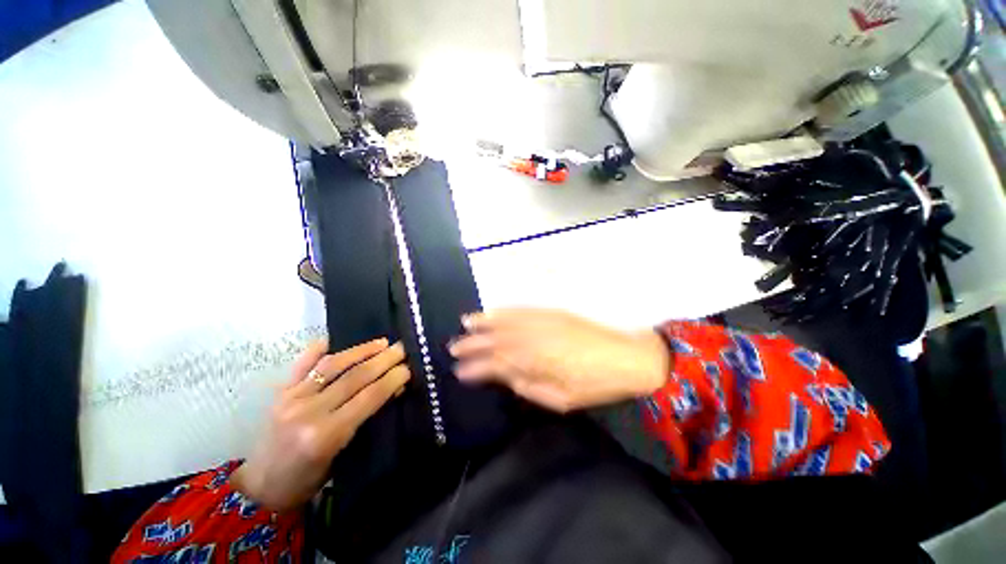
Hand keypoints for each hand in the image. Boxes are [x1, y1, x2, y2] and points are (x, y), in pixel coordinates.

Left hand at [231, 338, 409, 511]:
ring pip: (333, 365)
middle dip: (383, 360)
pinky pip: (303, 364)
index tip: (408, 367)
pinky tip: (334, 340)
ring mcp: (291, 398)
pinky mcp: (280, 392)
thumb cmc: (308, 480)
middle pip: (354, 377)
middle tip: (402, 348)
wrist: (260, 488)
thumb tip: (394, 390)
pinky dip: (319, 349)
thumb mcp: (344, 455)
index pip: (369, 397)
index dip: (392, 379)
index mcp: (326, 435)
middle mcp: (308, 412)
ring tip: (382, 342)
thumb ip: (367, 420)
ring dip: (361, 350)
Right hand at [449, 309, 668, 412]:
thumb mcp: (561, 399)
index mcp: (535, 363)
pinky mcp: (551, 311)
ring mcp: (541, 321)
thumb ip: (529, 387)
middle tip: (453, 347)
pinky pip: (521, 309)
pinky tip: (494, 311)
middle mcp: (533, 338)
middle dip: (473, 344)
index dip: (476, 368)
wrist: (626, 356)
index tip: (459, 371)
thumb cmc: (595, 384)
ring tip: (465, 323)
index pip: (496, 365)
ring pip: (505, 321)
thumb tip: (507, 378)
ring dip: (484, 322)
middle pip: (495, 340)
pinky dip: (504, 310)